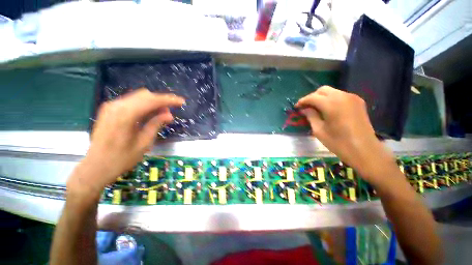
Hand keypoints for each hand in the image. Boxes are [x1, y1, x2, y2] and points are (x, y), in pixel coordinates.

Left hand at [67, 89, 184, 195]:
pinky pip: (131, 102)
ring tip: (162, 114)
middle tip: (170, 112)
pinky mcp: (109, 110)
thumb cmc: (122, 159)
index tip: (181, 102)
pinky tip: (149, 115)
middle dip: (161, 101)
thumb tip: (169, 114)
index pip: (152, 100)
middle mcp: (117, 106)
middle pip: (145, 95)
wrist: (96, 167)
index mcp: (126, 115)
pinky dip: (143, 106)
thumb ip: (156, 124)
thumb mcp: (144, 143)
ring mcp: (111, 107)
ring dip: (153, 103)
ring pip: (138, 97)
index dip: (169, 100)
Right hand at [295, 86, 394, 181]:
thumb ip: (311, 116)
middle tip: (306, 107)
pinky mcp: (358, 102)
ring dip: (321, 98)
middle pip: (322, 90)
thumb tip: (304, 109)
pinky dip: (331, 99)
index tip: (296, 107)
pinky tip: (328, 109)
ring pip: (332, 91)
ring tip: (315, 108)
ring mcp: (352, 98)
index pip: (312, 97)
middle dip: (312, 97)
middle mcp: (342, 96)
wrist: (365, 150)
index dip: (302, 101)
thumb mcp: (319, 131)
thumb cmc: (338, 143)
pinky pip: (340, 95)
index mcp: (331, 104)